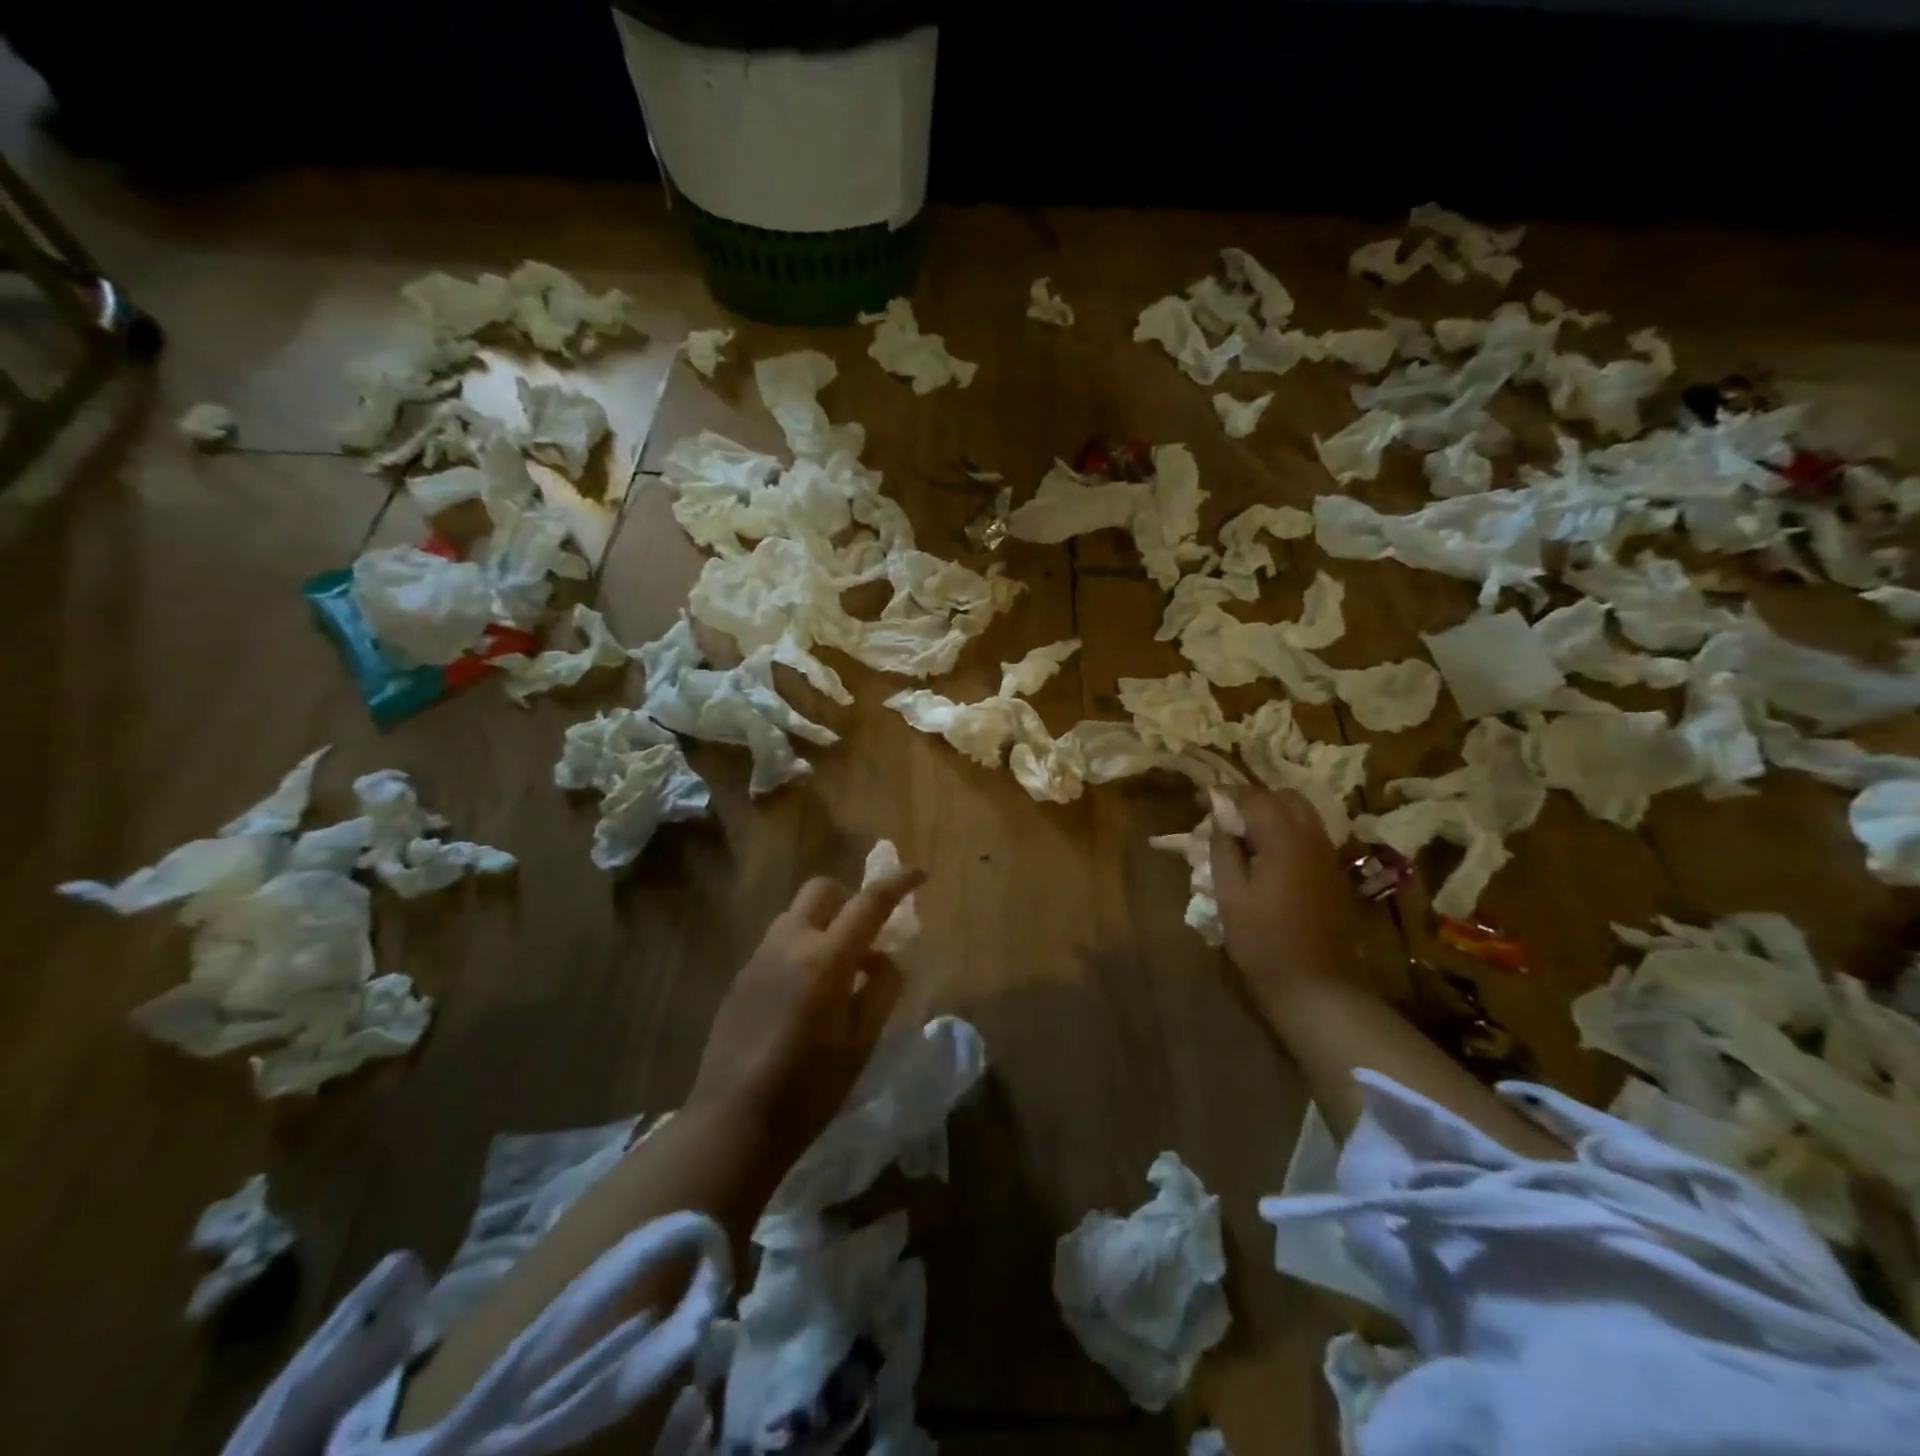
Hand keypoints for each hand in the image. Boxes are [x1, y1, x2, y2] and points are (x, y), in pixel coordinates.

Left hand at [689, 869, 924, 1161]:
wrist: (733, 1123)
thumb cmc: (809, 1089)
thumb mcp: (862, 1042)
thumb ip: (881, 988)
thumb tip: (884, 958)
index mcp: (826, 959)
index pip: (869, 902)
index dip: (899, 883)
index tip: (919, 874)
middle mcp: (789, 944)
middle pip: (822, 890)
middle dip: (850, 899)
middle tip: (867, 935)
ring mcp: (758, 957)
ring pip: (797, 915)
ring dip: (823, 924)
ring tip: (837, 971)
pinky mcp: (740, 977)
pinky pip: (778, 942)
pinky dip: (801, 947)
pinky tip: (804, 995)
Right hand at [1210, 788, 1358, 1005]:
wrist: (1316, 985)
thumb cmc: (1264, 940)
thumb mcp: (1230, 894)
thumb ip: (1224, 849)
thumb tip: (1219, 819)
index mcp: (1284, 839)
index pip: (1254, 797)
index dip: (1225, 794)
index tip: (1201, 800)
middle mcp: (1312, 838)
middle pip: (1284, 797)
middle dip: (1253, 799)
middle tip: (1225, 816)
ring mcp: (1327, 855)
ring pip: (1301, 814)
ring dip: (1271, 813)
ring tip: (1243, 834)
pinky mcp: (1333, 873)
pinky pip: (1309, 835)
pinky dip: (1286, 831)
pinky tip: (1266, 854)